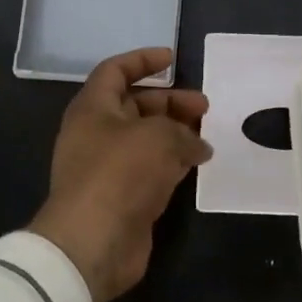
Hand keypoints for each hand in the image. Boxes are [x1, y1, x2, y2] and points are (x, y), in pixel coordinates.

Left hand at [29, 48, 212, 301]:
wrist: (93, 242)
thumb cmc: (120, 174)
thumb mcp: (158, 137)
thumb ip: (183, 132)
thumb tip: (198, 145)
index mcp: (93, 109)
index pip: (115, 71)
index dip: (142, 60)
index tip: (172, 58)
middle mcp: (97, 134)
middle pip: (135, 106)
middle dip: (171, 102)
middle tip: (205, 107)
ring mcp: (109, 168)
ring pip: (146, 140)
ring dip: (176, 133)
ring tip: (208, 136)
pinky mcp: (123, 197)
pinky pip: (151, 170)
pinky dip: (174, 163)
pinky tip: (198, 164)